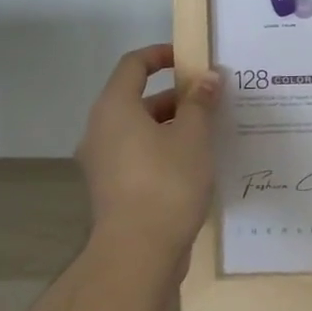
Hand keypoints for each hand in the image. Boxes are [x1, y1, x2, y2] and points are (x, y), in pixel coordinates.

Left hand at [78, 44, 220, 271]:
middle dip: (175, 94)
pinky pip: (138, 154)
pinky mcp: (112, 189)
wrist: (137, 255)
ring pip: (139, 129)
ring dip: (172, 124)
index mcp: (114, 108)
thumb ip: (200, 102)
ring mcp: (102, 162)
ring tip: (209, 130)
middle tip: (210, 98)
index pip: (133, 65)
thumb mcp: (193, 135)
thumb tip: (208, 77)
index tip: (190, 60)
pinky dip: (162, 148)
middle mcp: (100, 130)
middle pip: (137, 98)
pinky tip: (194, 162)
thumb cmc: (166, 183)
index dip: (161, 55)